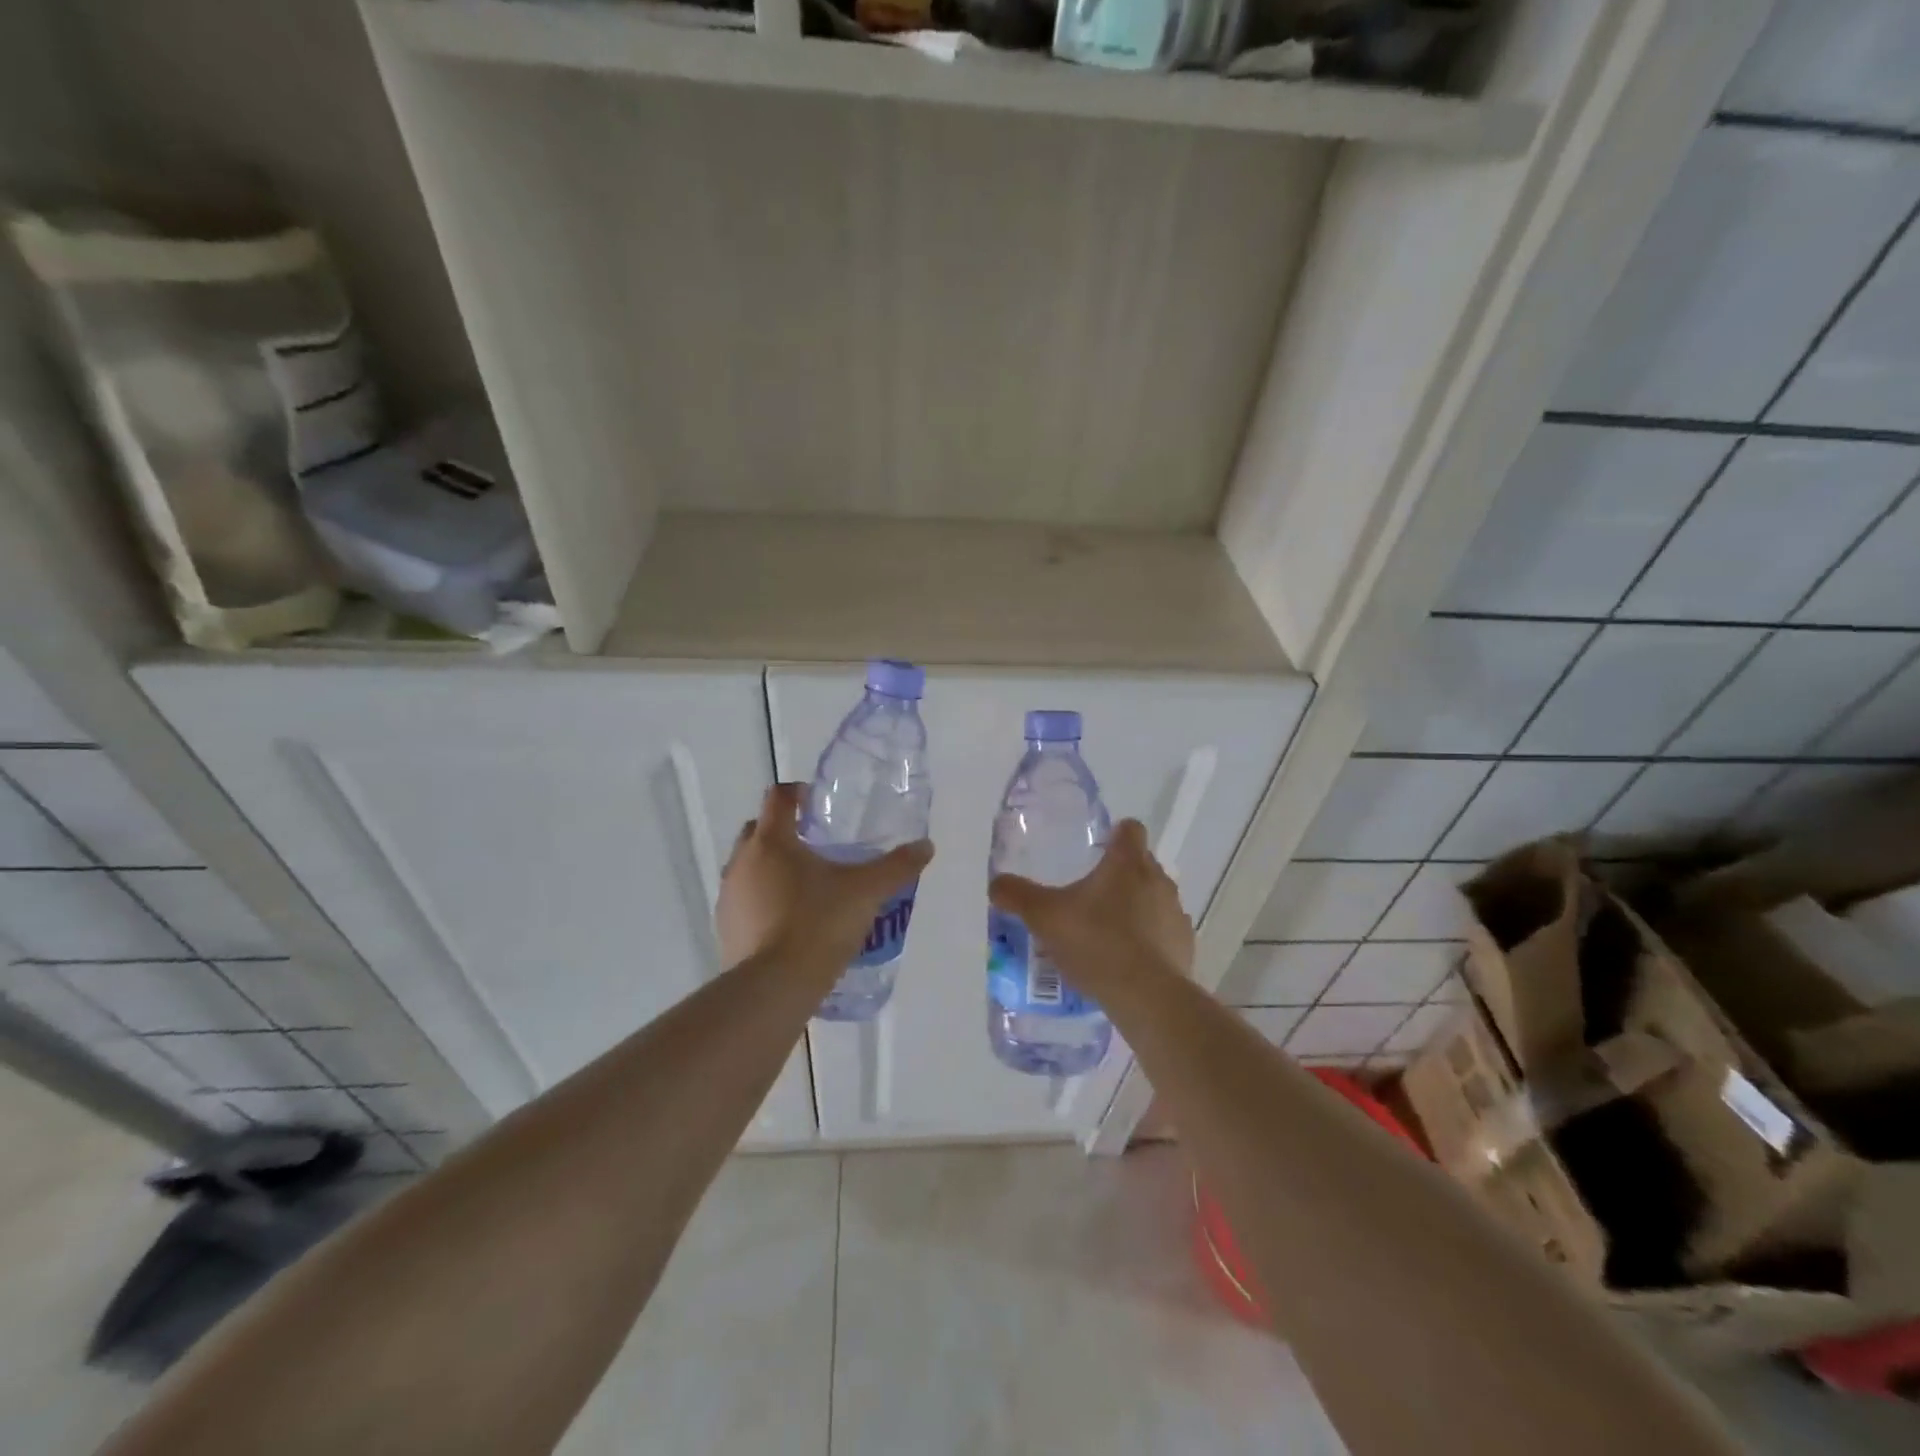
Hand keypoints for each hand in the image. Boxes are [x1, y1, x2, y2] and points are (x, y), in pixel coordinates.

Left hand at [717, 783, 933, 971]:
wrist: (774, 987)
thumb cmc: (819, 924)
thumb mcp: (866, 892)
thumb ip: (896, 867)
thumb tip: (926, 846)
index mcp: (772, 841)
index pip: (779, 797)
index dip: (798, 793)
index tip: (818, 803)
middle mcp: (742, 861)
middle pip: (759, 830)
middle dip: (783, 831)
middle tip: (815, 844)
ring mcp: (728, 896)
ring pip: (748, 867)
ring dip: (770, 867)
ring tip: (805, 886)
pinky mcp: (725, 928)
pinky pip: (744, 901)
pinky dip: (762, 900)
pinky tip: (788, 921)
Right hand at [988, 820, 1193, 994]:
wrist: (1146, 996)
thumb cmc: (1096, 942)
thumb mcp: (1044, 917)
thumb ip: (1018, 895)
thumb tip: (996, 884)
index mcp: (1127, 863)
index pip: (1130, 829)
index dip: (1116, 835)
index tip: (1098, 849)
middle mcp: (1158, 879)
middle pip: (1142, 864)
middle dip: (1120, 875)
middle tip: (1090, 896)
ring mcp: (1175, 913)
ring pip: (1154, 898)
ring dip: (1136, 908)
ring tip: (1107, 932)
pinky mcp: (1185, 945)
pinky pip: (1164, 932)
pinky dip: (1149, 939)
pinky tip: (1128, 961)